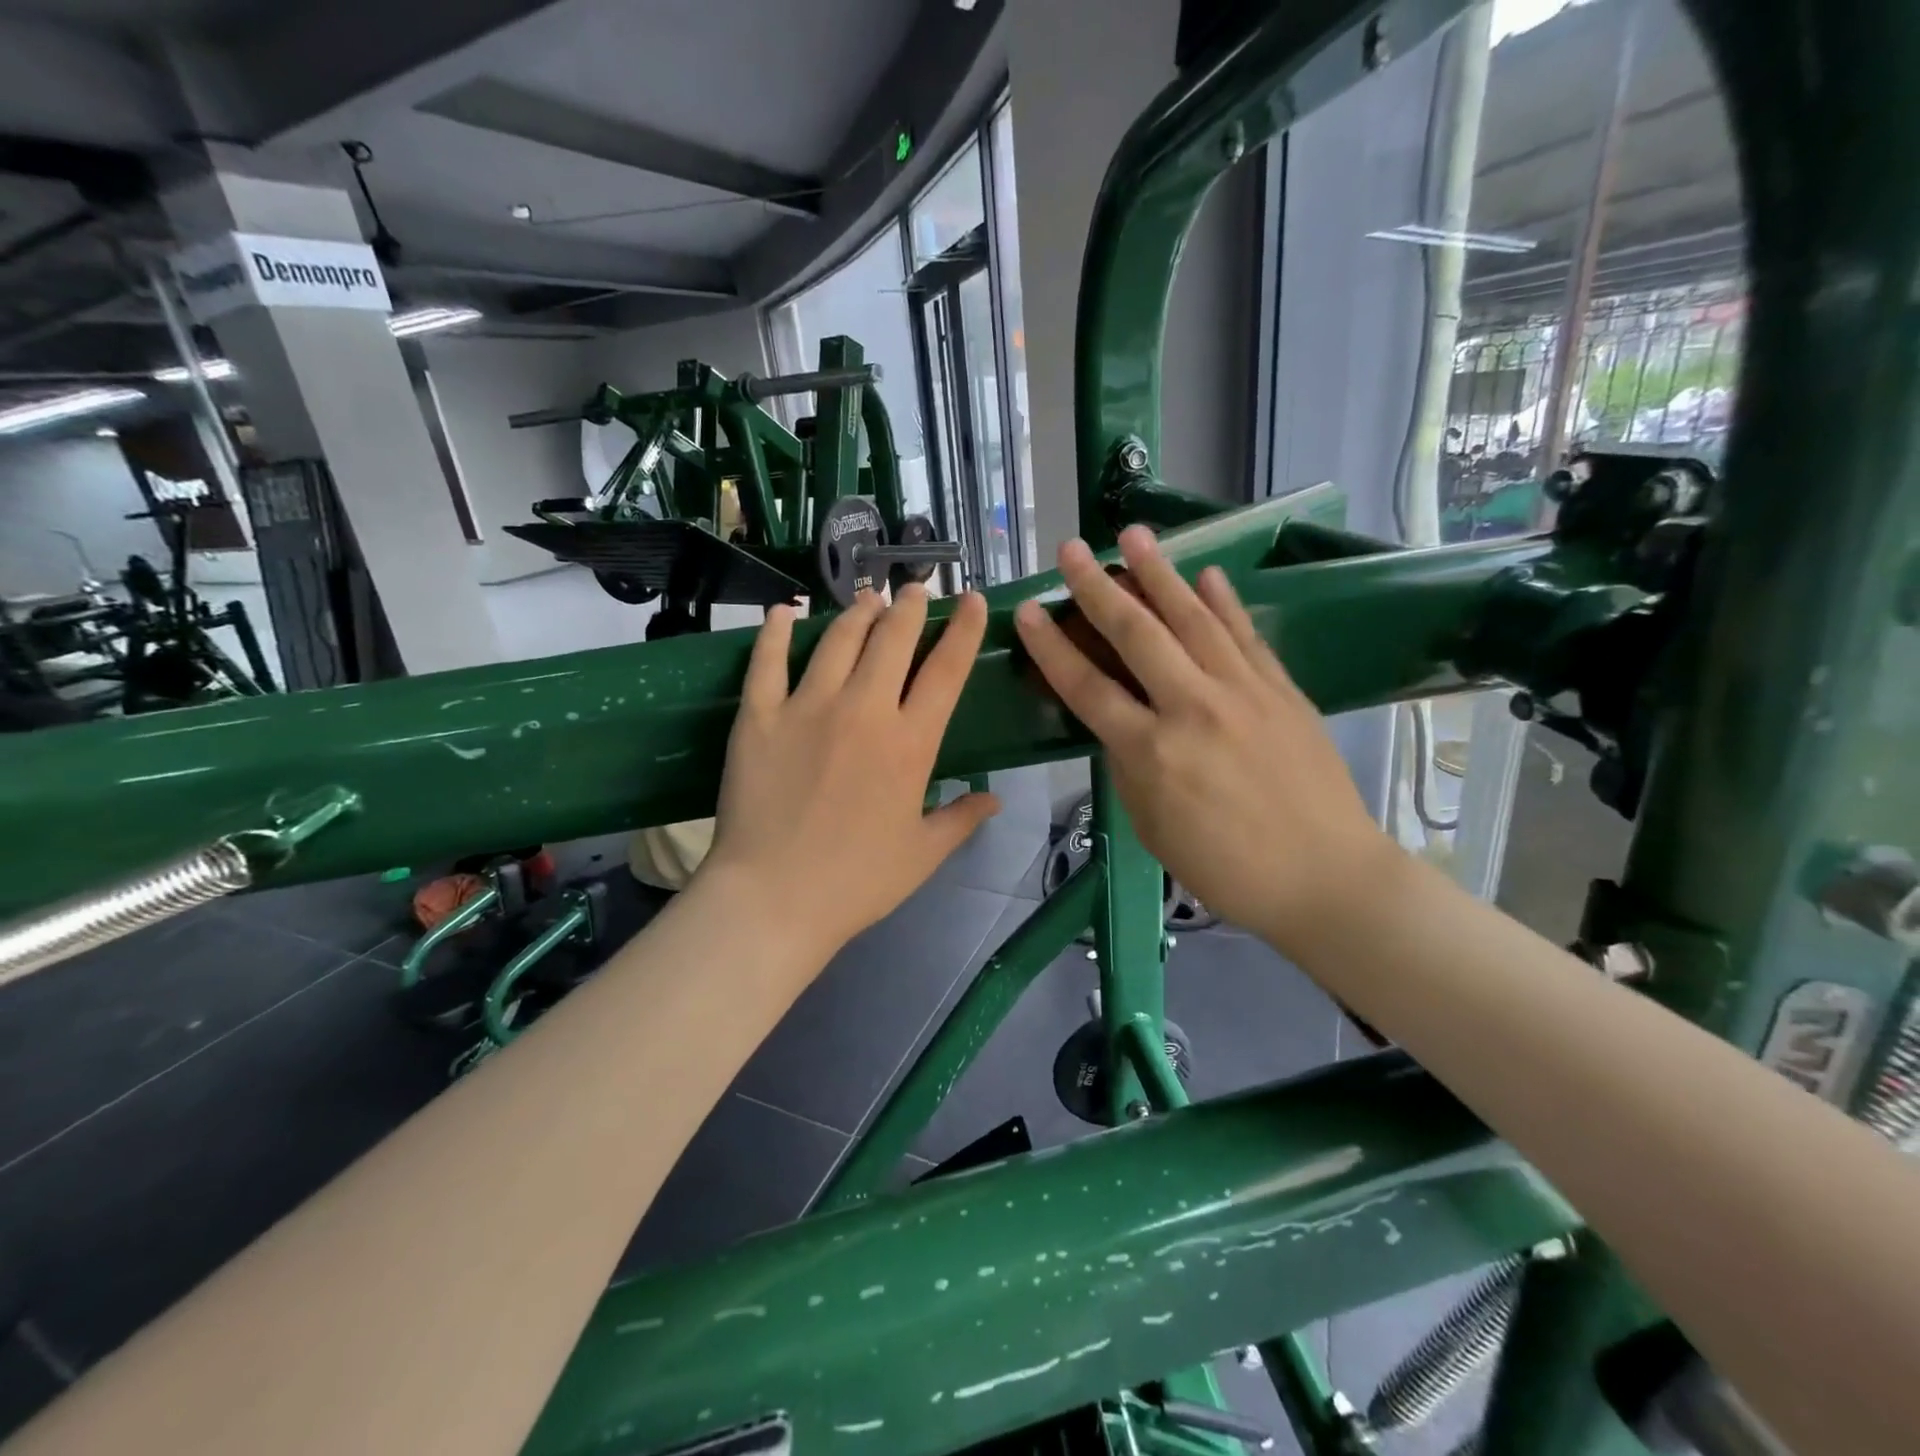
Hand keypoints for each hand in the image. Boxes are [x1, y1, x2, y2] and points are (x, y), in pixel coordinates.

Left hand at [699, 587, 1000, 962]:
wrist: (774, 899)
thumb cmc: (857, 882)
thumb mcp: (922, 855)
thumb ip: (961, 819)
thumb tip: (996, 799)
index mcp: (910, 743)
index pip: (947, 670)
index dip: (964, 630)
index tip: (972, 600)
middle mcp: (864, 711)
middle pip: (892, 639)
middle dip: (910, 607)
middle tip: (915, 591)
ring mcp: (807, 708)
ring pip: (838, 639)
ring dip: (859, 612)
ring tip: (869, 599)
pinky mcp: (759, 716)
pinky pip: (767, 661)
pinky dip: (775, 631)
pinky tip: (783, 612)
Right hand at [1013, 526, 1391, 956]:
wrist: (1326, 877)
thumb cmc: (1227, 868)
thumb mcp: (1153, 828)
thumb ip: (1129, 767)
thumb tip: (1119, 723)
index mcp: (1152, 752)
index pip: (1088, 686)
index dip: (1052, 647)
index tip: (1030, 610)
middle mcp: (1193, 708)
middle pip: (1136, 634)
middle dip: (1097, 587)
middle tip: (1072, 550)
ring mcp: (1243, 692)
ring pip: (1193, 618)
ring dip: (1159, 573)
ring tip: (1134, 534)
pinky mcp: (1282, 689)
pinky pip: (1246, 635)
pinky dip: (1223, 602)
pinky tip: (1206, 574)